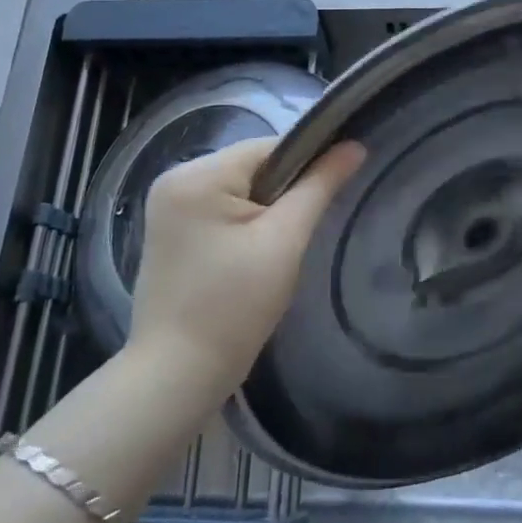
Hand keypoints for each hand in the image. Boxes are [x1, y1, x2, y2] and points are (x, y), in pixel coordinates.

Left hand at [128, 137, 365, 407]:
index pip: (269, 148)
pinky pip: (220, 209)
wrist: (177, 376)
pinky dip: (244, 225)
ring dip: (265, 211)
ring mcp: (167, 206)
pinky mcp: (170, 231)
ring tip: (277, 250)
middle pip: (252, 167)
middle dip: (282, 195)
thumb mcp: (284, 241)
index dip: (306, 166)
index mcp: (196, 175)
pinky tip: (251, 257)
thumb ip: (319, 187)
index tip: (329, 197)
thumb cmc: (233, 307)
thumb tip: (354, 145)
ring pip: (238, 189)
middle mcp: (174, 179)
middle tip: (298, 236)